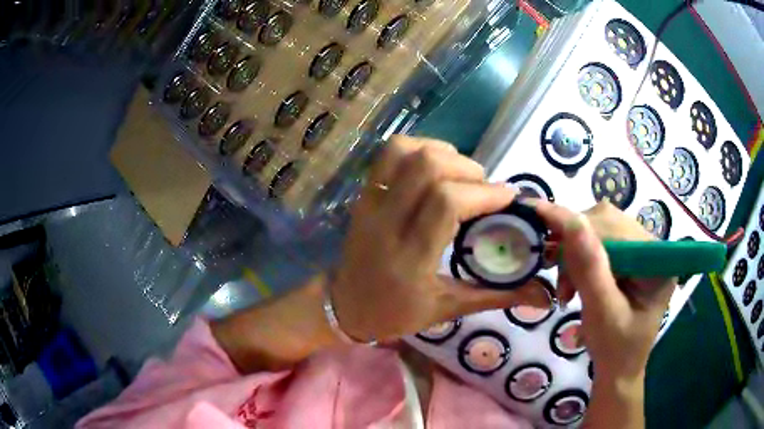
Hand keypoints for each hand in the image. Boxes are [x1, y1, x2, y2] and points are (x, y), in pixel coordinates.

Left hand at [329, 136, 550, 341]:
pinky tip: (436, 168)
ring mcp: (370, 204)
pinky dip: (418, 149)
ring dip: (443, 154)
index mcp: (410, 258)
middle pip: (427, 168)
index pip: (447, 203)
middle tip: (484, 189)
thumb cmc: (396, 314)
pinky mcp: (363, 195)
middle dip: (468, 170)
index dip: (484, 193)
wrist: (345, 307)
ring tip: (462, 176)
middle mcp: (386, 223)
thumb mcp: (448, 309)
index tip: (508, 198)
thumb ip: (498, 296)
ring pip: (405, 152)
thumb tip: (544, 295)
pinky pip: (388, 155)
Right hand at [534, 200, 675, 382]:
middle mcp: (652, 248)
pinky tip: (572, 280)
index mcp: (657, 262)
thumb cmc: (614, 350)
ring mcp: (640, 250)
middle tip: (553, 271)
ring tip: (565, 287)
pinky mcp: (628, 257)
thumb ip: (589, 268)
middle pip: (608, 223)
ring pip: (600, 229)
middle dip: (575, 244)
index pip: (618, 228)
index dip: (579, 223)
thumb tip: (571, 220)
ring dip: (574, 252)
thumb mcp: (602, 314)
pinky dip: (578, 257)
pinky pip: (599, 241)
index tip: (537, 214)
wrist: (619, 368)